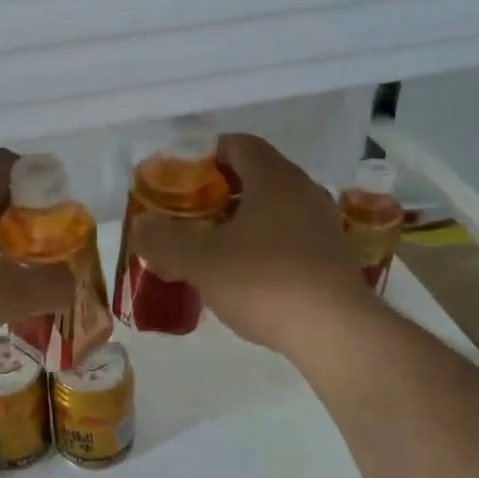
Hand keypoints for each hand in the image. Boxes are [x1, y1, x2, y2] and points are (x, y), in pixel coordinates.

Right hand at [129, 133, 373, 356]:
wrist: (336, 333)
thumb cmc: (264, 281)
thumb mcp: (199, 261)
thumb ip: (163, 240)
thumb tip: (142, 226)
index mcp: (274, 178)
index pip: (238, 144)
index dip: (205, 156)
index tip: (180, 181)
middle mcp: (304, 191)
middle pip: (255, 176)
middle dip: (218, 193)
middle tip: (188, 217)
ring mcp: (323, 225)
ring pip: (273, 210)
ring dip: (240, 223)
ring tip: (210, 250)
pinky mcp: (332, 258)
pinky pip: (289, 238)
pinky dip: (263, 246)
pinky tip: (244, 277)